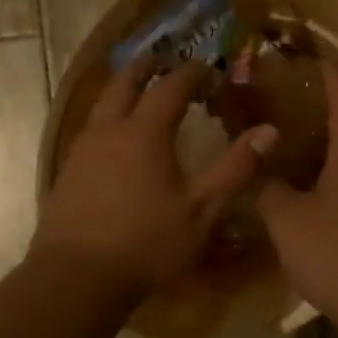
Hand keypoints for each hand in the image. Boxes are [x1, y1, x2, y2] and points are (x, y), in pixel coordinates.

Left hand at [35, 60, 277, 295]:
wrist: (76, 277)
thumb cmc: (146, 243)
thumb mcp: (202, 211)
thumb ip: (236, 169)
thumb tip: (271, 131)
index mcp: (145, 133)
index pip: (170, 87)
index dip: (191, 73)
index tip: (207, 67)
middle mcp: (109, 131)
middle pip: (124, 83)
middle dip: (146, 68)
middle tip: (162, 60)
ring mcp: (82, 150)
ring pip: (101, 105)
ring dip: (122, 90)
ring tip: (137, 91)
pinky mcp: (67, 172)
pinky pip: (89, 129)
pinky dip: (106, 117)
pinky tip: (113, 138)